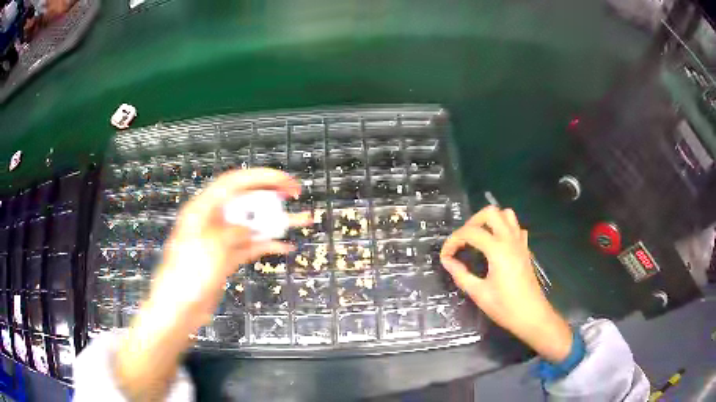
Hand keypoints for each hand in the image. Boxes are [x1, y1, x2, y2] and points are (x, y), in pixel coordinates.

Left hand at [115, 169, 309, 400]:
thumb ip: (234, 231)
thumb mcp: (212, 246)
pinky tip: (285, 246)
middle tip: (294, 195)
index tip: (285, 182)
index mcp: (203, 209)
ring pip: (251, 224)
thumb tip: (249, 228)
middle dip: (270, 196)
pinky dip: (267, 245)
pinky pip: (250, 246)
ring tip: (301, 220)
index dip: (261, 178)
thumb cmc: (188, 275)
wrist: (179, 309)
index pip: (235, 182)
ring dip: (275, 222)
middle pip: (245, 201)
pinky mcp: (226, 258)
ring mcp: (220, 240)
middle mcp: (213, 220)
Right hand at [440, 206, 571, 362]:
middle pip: (490, 213)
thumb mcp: (479, 294)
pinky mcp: (525, 249)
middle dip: (472, 222)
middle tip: (463, 241)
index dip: (453, 241)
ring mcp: (520, 243)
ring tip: (479, 238)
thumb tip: (447, 261)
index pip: (470, 233)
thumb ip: (461, 275)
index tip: (446, 256)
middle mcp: (510, 240)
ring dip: (490, 221)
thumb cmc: (505, 307)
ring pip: (506, 215)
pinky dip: (504, 229)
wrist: (532, 316)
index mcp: (498, 250)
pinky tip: (497, 244)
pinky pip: (516, 228)